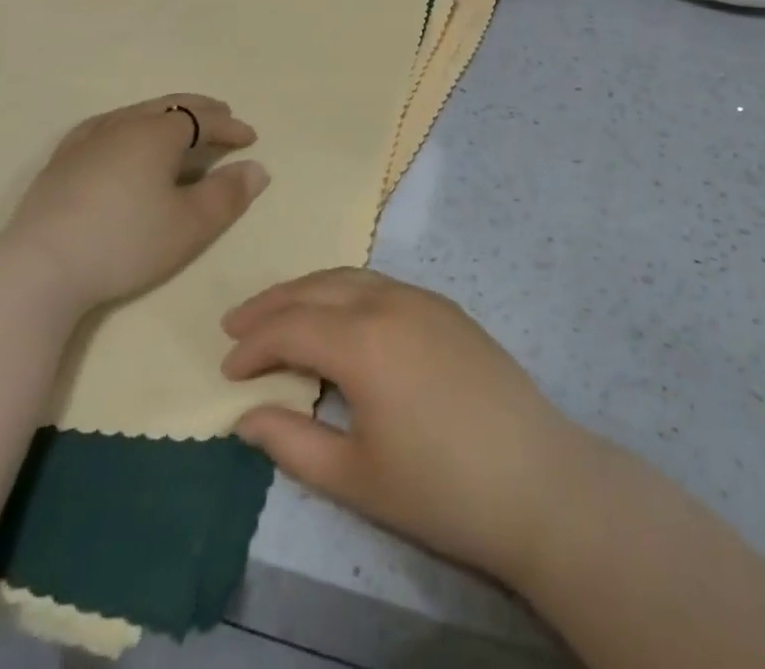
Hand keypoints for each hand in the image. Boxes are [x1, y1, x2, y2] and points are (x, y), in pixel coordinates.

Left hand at [6, 94, 268, 307]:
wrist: (41, 266)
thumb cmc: (125, 242)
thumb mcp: (189, 225)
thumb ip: (227, 194)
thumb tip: (256, 168)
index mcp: (157, 134)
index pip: (202, 120)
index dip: (229, 127)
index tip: (250, 138)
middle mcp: (123, 125)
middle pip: (169, 107)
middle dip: (200, 110)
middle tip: (222, 115)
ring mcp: (88, 139)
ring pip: (136, 113)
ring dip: (165, 115)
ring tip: (178, 125)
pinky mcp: (62, 160)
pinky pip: (104, 126)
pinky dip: (128, 124)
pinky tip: (120, 135)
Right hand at [221, 269, 582, 585]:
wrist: (537, 480)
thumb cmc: (440, 488)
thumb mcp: (354, 477)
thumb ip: (291, 442)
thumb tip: (244, 416)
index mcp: (362, 339)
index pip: (290, 327)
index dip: (253, 345)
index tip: (227, 369)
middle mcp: (388, 301)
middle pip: (315, 288)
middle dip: (271, 304)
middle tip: (236, 323)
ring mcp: (422, 298)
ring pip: (350, 277)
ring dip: (308, 290)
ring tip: (279, 312)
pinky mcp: (446, 307)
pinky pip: (381, 283)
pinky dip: (345, 291)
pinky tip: (340, 316)